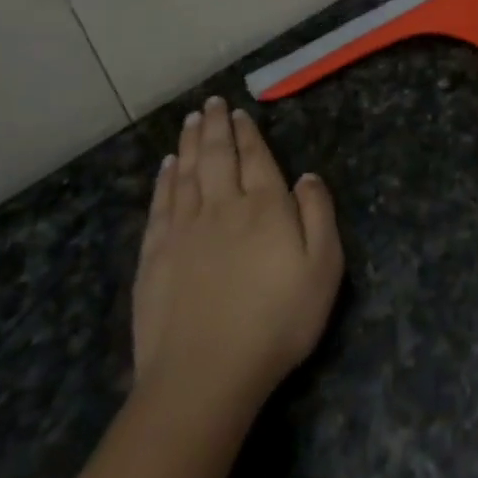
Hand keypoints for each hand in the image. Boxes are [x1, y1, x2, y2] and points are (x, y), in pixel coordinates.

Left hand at [131, 98, 343, 418]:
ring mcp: (183, 230)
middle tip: (210, 103)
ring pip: (186, 173)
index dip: (247, 133)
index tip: (238, 112)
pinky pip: (161, 205)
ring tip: (189, 121)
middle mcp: (222, 207)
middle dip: (214, 126)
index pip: (254, 157)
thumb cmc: (277, 321)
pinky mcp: (155, 256)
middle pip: (216, 156)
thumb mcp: (323, 268)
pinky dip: (164, 181)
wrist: (205, 375)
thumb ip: (318, 215)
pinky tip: (166, 168)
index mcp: (264, 207)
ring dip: (188, 144)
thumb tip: (307, 176)